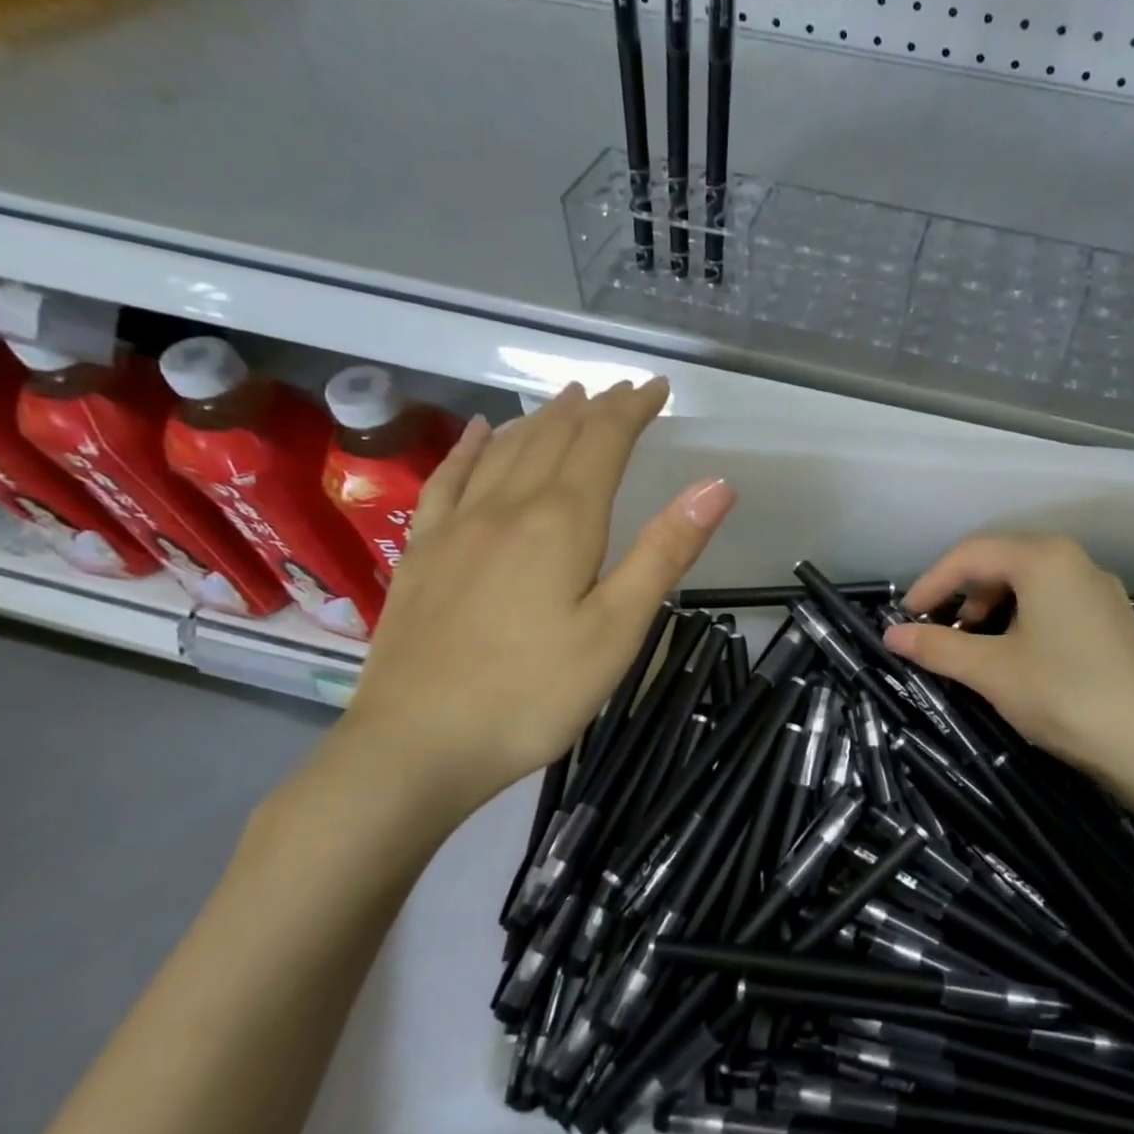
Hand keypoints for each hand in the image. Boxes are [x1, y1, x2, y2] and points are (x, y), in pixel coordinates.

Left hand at [335, 380, 733, 839]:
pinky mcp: (424, 553)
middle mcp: (507, 507)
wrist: (416, 745)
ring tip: (566, 399)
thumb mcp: (618, 629)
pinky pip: (450, 479)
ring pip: (505, 450)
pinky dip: (472, 447)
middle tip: (619, 391)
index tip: (656, 388)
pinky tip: (479, 432)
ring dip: (541, 419)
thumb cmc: (533, 693)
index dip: (631, 409)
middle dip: (593, 408)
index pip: (602, 442)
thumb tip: (717, 484)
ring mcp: (458, 527)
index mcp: (561, 521)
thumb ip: (665, 552)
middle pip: (554, 437)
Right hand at [881, 535, 1133, 785]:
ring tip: (975, 651)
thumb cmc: (1064, 695)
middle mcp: (1075, 561)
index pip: (970, 555)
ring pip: (1028, 585)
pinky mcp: (1113, 619)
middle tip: (941, 636)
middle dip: (962, 597)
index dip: (931, 584)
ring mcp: (1099, 590)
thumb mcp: (991, 671)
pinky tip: (1016, 658)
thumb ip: (937, 648)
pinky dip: (1021, 622)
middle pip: (1000, 564)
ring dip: (991, 611)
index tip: (905, 618)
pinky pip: (1053, 604)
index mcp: (1044, 559)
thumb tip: (890, 636)